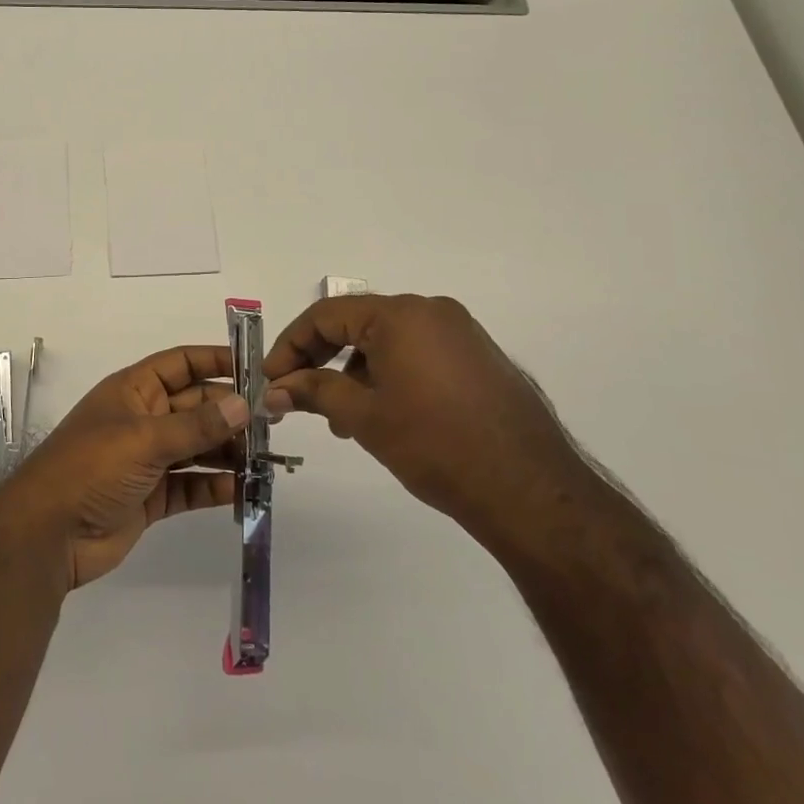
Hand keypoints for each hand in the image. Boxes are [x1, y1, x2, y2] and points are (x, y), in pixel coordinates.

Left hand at [0, 345, 247, 590]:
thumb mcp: (145, 439)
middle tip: (274, 421)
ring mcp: (147, 460)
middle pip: (195, 407)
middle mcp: (142, 419)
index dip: (215, 361)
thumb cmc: (91, 468)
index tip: (256, 368)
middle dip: (230, 412)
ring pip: (197, 447)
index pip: (180, 364)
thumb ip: (196, 425)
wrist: (48, 534)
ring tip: (268, 457)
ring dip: (229, 451)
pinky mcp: (151, 497)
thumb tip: (243, 403)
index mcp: (133, 391)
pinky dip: (215, 486)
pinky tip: (243, 488)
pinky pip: (191, 485)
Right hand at [263, 295, 583, 545]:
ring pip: (387, 342)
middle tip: (299, 397)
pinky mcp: (479, 359)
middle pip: (357, 324)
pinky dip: (390, 376)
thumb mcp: (364, 417)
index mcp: (401, 314)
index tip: (272, 379)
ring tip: (343, 420)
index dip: (291, 345)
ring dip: (355, 373)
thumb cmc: (436, 445)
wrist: (531, 492)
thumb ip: (313, 392)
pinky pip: (418, 354)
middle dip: (322, 360)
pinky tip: (384, 416)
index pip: (327, 315)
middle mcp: (432, 311)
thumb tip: (275, 388)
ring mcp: (461, 334)